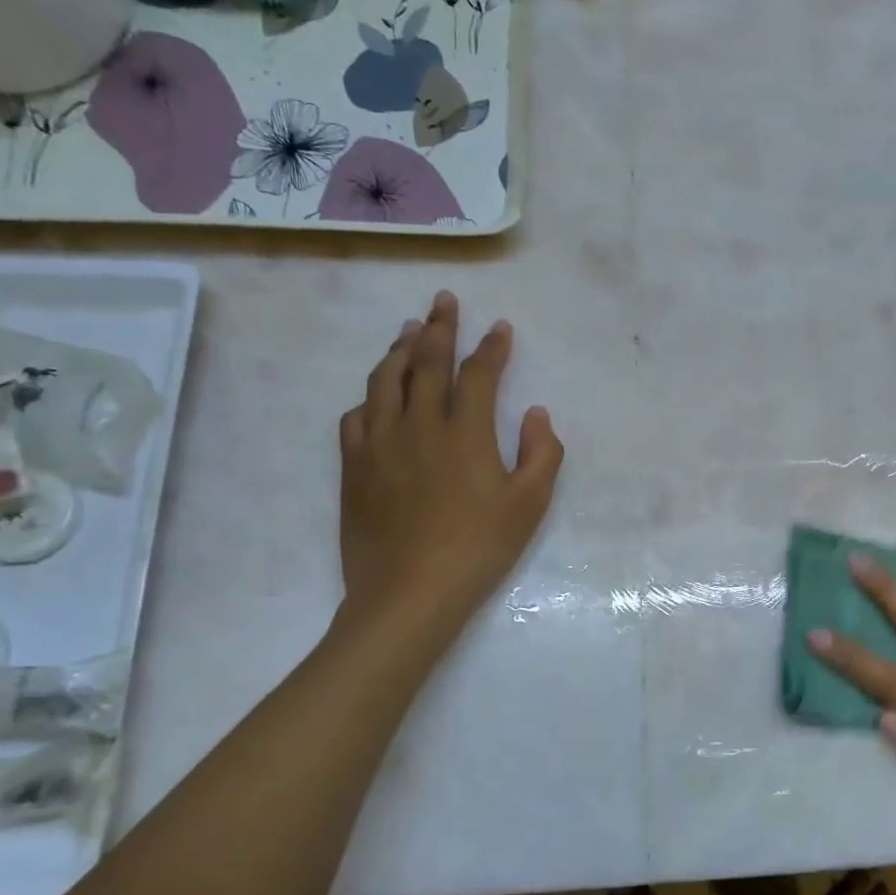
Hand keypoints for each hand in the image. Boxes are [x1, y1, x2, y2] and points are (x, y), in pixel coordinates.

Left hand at [336, 292, 562, 637]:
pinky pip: (357, 416)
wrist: (408, 593)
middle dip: (440, 327)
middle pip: (427, 362)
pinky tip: (376, 395)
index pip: (479, 374)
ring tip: (409, 329)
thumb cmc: (478, 549)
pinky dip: (371, 396)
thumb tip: (535, 413)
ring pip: (386, 380)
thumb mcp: (529, 506)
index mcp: (464, 432)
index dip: (491, 348)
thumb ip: (541, 453)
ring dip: (400, 349)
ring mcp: (380, 443)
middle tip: (444, 300)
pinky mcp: (354, 467)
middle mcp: (418, 425)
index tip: (500, 327)